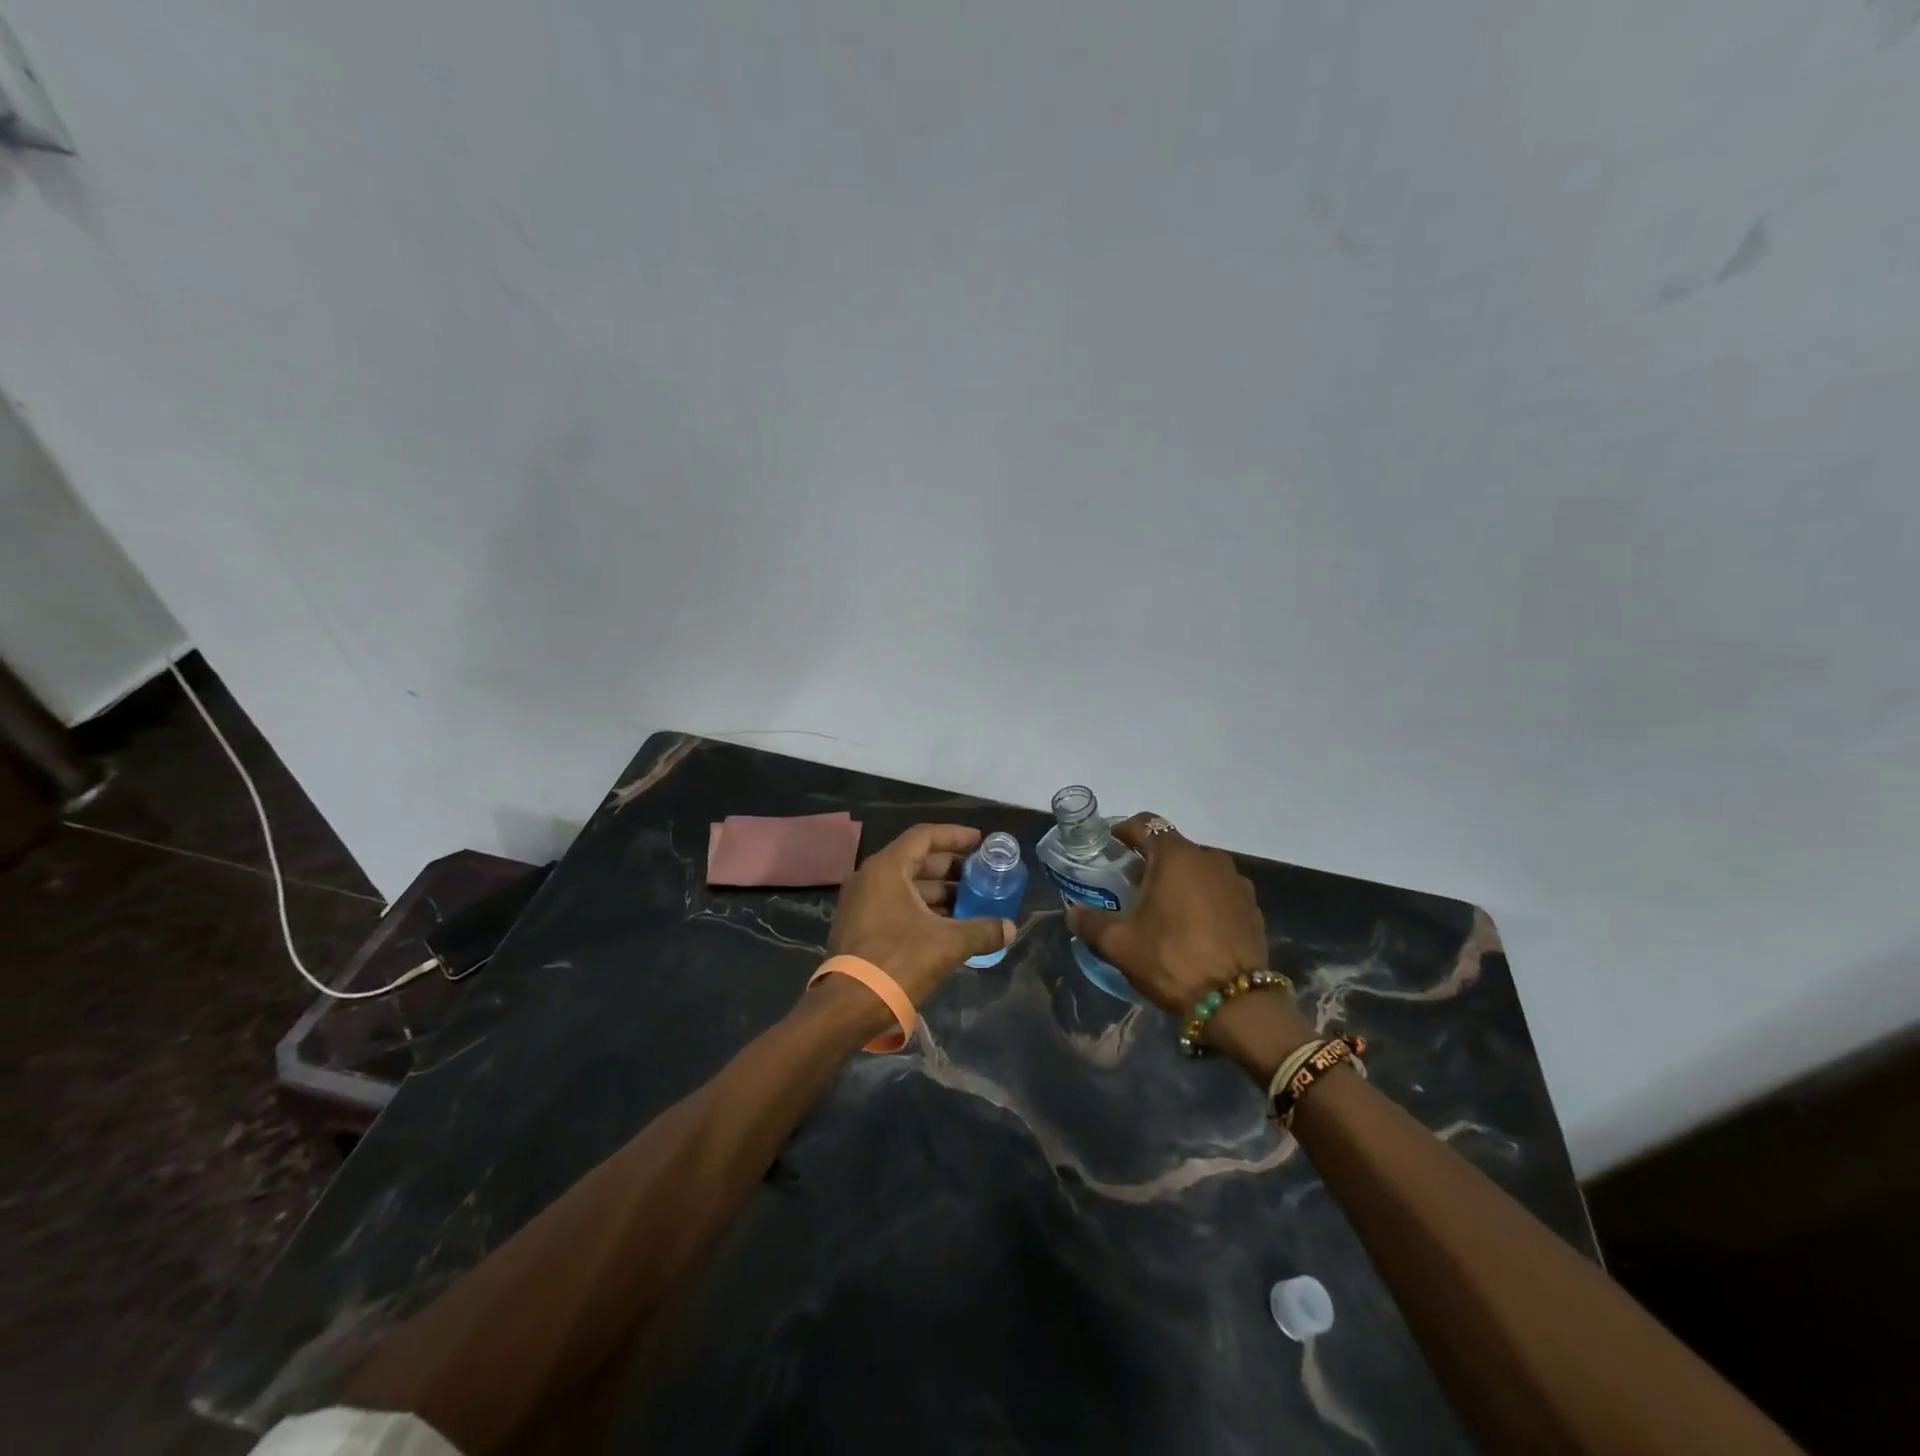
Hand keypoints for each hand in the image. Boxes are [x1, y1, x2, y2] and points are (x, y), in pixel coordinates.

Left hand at [826, 824, 1014, 1008]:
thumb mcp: (947, 944)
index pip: (924, 836)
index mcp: (886, 868)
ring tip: (971, 902)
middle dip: (951, 868)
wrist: (849, 1006)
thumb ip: (982, 930)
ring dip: (939, 892)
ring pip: (907, 885)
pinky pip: (896, 904)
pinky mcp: (860, 925)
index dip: (955, 836)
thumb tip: (1010, 928)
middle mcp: (870, 877)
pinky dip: (922, 908)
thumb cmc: (898, 961)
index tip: (980, 842)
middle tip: (981, 876)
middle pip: (916, 860)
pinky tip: (949, 924)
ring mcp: (861, 902)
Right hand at [1065, 813, 1272, 1014]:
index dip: (1123, 832)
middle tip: (1129, 886)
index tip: (1109, 848)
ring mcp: (1236, 882)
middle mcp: (1209, 858)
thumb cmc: (1171, 958)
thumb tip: (1074, 914)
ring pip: (1197, 869)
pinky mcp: (1251, 907)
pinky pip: (1218, 891)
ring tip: (1160, 910)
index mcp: (1176, 856)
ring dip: (1177, 880)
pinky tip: (1190, 927)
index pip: (1145, 824)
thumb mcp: (1120, 944)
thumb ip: (1091, 923)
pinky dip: (1201, 899)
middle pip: (1171, 847)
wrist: (1236, 1002)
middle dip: (1148, 861)